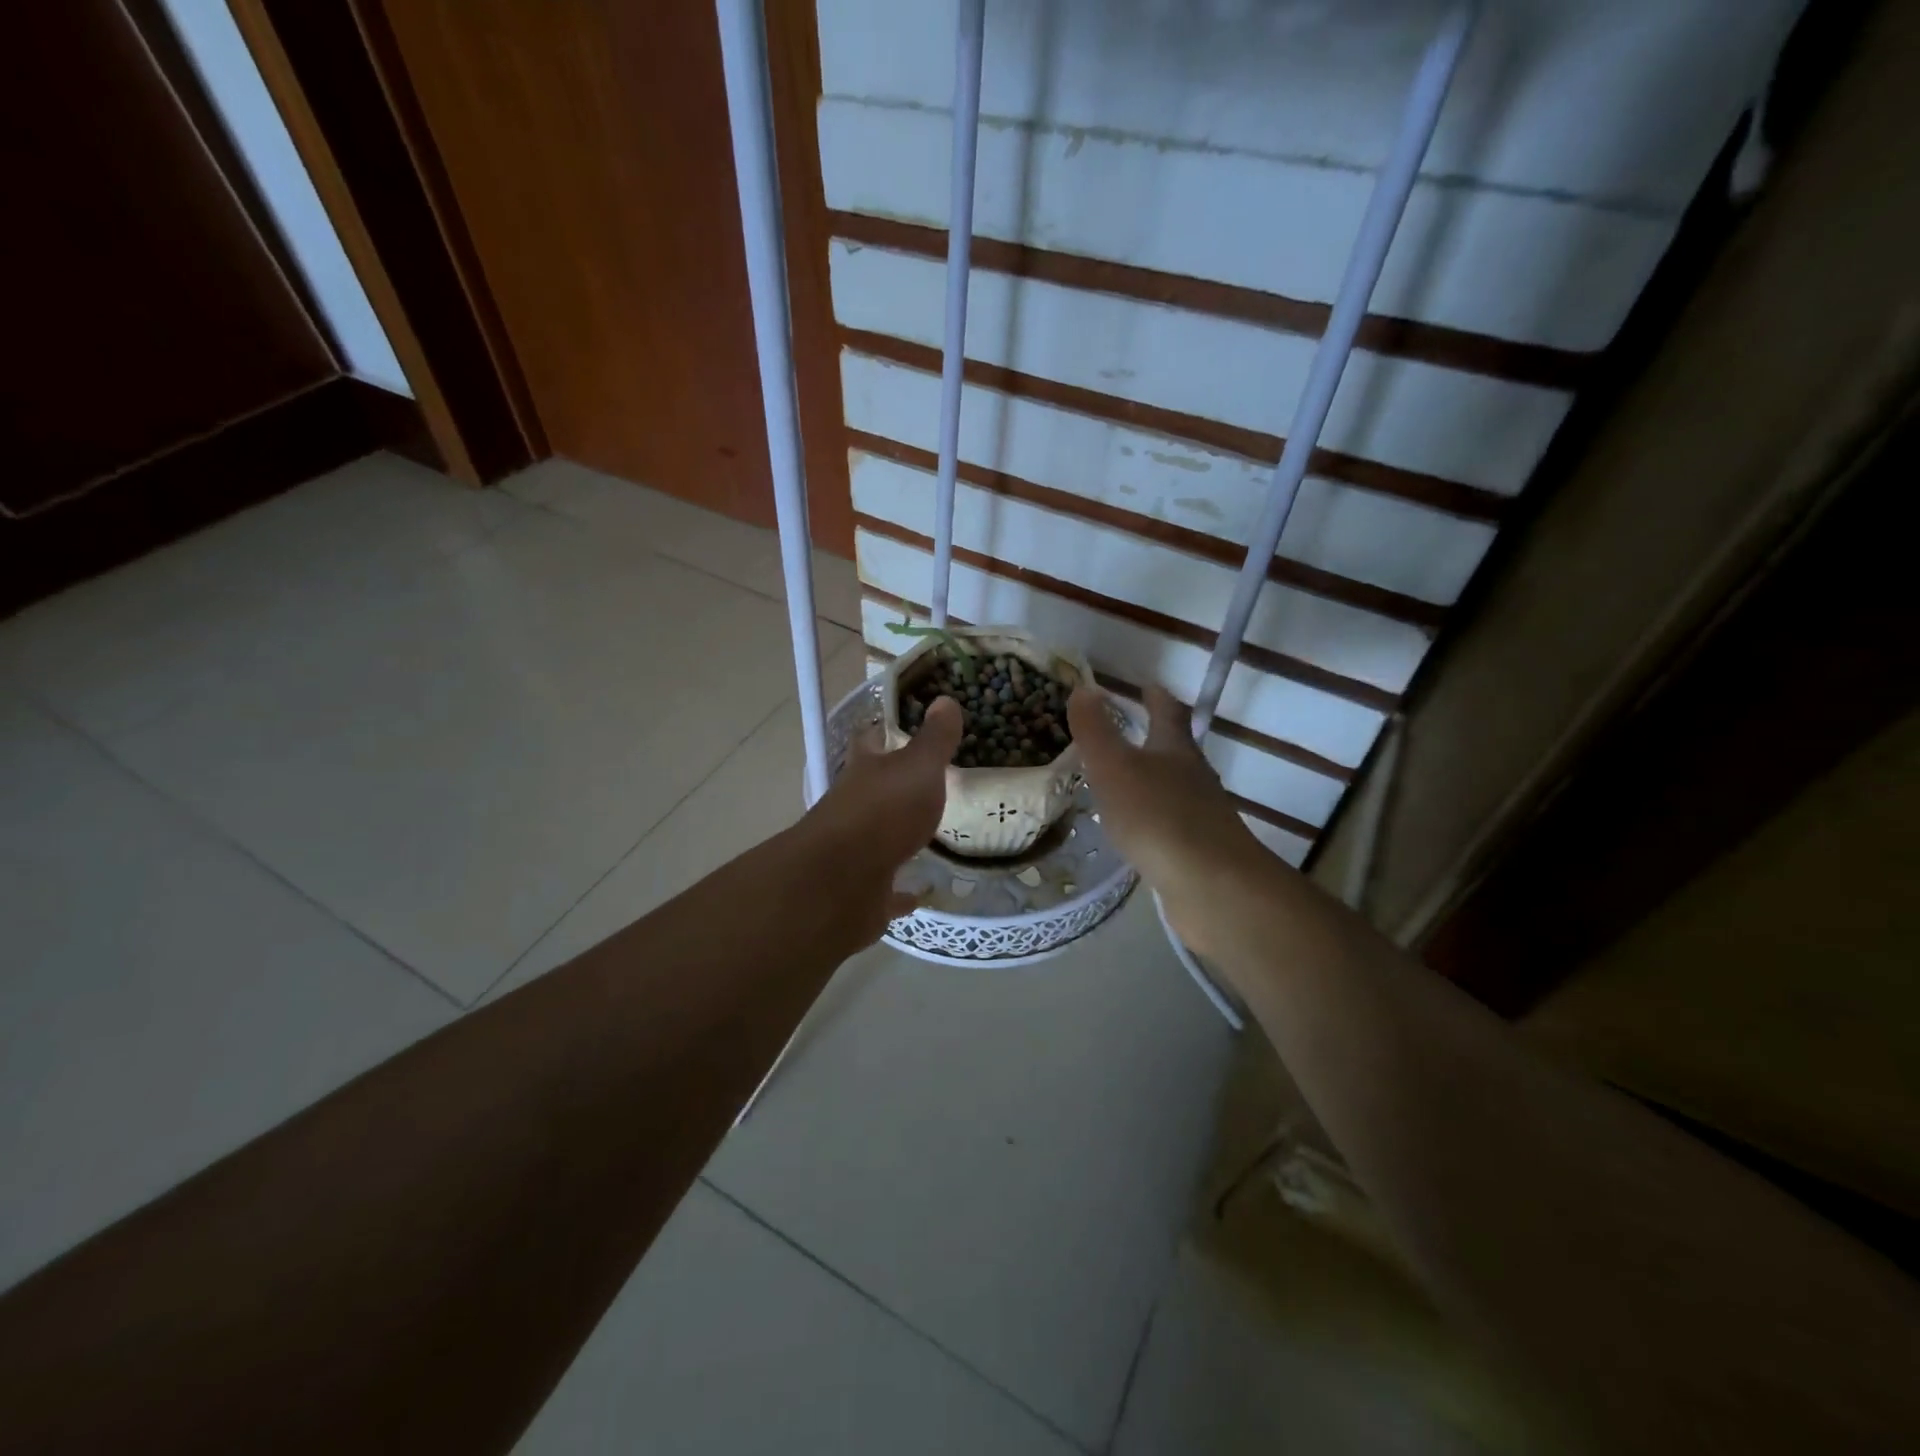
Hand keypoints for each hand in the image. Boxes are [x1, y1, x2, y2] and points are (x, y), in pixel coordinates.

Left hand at [792, 695, 963, 942]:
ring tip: (930, 834)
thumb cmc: (883, 812)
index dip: (884, 731)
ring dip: (897, 835)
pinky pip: (887, 890)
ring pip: (877, 838)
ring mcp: (855, 851)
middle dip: (894, 786)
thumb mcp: (918, 767)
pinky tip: (920, 893)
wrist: (843, 883)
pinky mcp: (863, 891)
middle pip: (872, 789)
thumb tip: (945, 699)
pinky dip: (902, 892)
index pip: (870, 741)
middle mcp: (854, 807)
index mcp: (865, 772)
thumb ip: (934, 739)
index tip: (902, 726)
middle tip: (930, 783)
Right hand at [1067, 685, 1267, 953]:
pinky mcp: (1199, 851)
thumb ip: (1095, 730)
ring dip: (1153, 780)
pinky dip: (1153, 819)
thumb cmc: (1157, 816)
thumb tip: (1083, 688)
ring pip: (1175, 788)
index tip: (1146, 686)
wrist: (1211, 885)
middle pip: (1176, 749)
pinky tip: (1137, 832)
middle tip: (1129, 732)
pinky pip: (1171, 824)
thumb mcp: (1114, 767)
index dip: (1156, 697)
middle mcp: (1194, 777)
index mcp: (1175, 750)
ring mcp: (1201, 815)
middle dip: (1155, 738)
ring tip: (1124, 782)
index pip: (1168, 712)